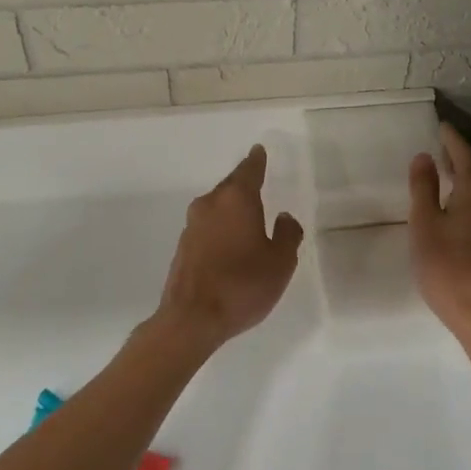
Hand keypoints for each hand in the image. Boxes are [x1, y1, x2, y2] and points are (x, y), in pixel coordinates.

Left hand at [155, 145, 303, 354]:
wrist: (191, 319)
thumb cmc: (242, 285)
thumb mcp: (280, 262)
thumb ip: (287, 235)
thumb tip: (284, 218)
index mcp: (236, 199)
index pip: (249, 170)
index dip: (257, 160)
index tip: (258, 151)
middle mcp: (210, 204)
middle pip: (230, 186)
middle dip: (245, 184)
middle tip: (259, 183)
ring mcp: (192, 225)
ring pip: (217, 207)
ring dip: (232, 209)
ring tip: (249, 218)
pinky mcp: (183, 247)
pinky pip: (208, 227)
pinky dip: (221, 228)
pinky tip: (231, 244)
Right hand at [409, 125, 470, 362]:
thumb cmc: (448, 268)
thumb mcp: (425, 225)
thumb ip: (424, 188)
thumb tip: (424, 157)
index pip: (465, 156)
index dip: (452, 140)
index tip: (442, 127)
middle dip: (459, 159)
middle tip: (441, 148)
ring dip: (465, 181)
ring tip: (446, 176)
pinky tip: (459, 211)